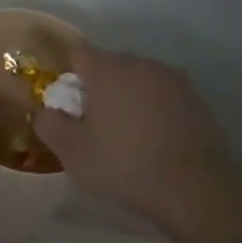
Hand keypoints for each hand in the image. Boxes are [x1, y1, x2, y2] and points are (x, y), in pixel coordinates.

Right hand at [33, 46, 237, 225]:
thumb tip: (44, 110)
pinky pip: (162, 94)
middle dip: (97, 86)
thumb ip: (48, 124)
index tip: (66, 102)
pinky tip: (154, 139)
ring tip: (126, 133)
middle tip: (93, 123)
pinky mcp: (196, 98)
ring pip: (137, 79)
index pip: (76, 53)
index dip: (67, 74)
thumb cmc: (124, 165)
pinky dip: (153, 109)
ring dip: (127, 96)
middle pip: (108, 65)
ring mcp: (171, 78)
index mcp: (106, 68)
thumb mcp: (71, 152)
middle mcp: (139, 62)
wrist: (196, 189)